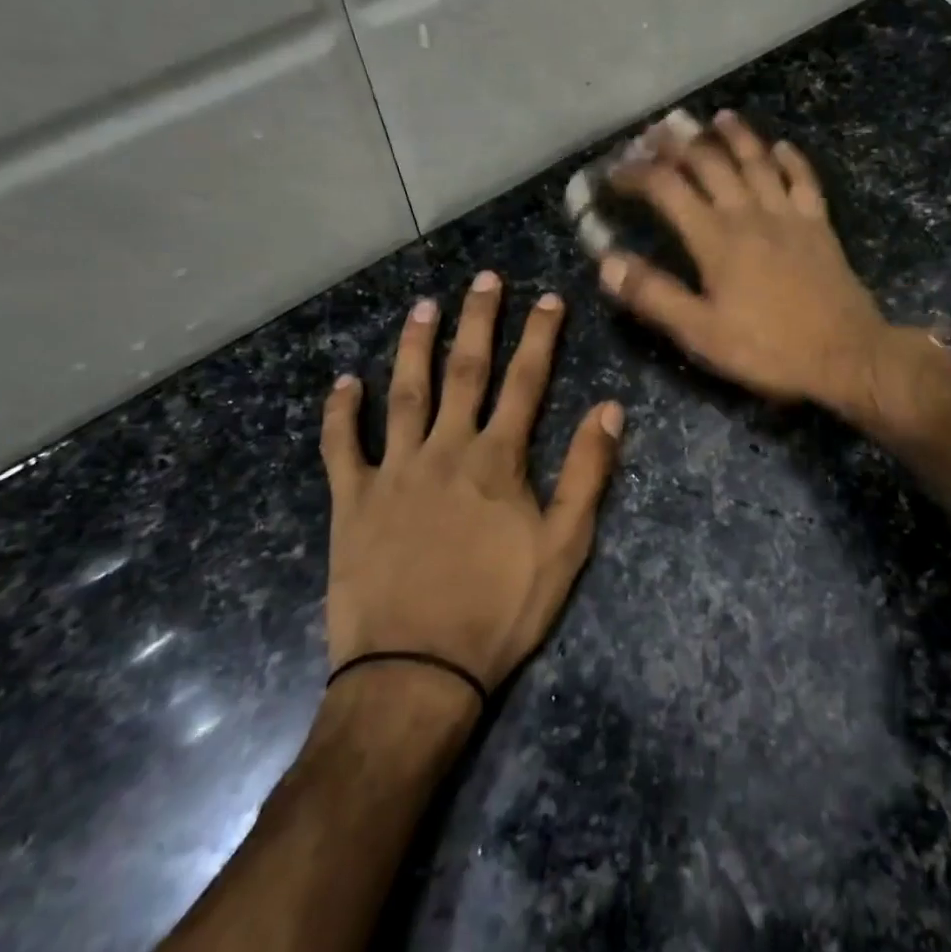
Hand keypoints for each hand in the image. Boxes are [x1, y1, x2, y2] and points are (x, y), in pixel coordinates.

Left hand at [317, 274, 623, 693]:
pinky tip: (343, 382)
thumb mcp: (564, 547)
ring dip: (415, 347)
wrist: (416, 672)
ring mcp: (394, 471)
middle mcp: (446, 449)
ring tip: (423, 307)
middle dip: (479, 322)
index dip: (540, 337)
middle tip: (484, 280)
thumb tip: (610, 409)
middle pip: (465, 372)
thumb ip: (587, 473)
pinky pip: (341, 447)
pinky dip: (340, 413)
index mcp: (498, 460)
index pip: (526, 382)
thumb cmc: (499, 610)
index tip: (548, 299)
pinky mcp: (352, 500)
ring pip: (404, 394)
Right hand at [599, 110, 889, 409]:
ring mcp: (789, 215)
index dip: (636, 174)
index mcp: (715, 238)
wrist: (845, 354)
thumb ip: (653, 295)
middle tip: (657, 131)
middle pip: (710, 163)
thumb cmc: (767, 348)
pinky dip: (791, 159)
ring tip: (718, 118)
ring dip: (735, 136)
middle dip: (679, 143)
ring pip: (757, 161)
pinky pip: (803, 180)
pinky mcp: (819, 225)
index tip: (614, 172)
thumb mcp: (700, 333)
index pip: (667, 188)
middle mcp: (749, 213)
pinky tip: (782, 146)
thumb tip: (607, 260)